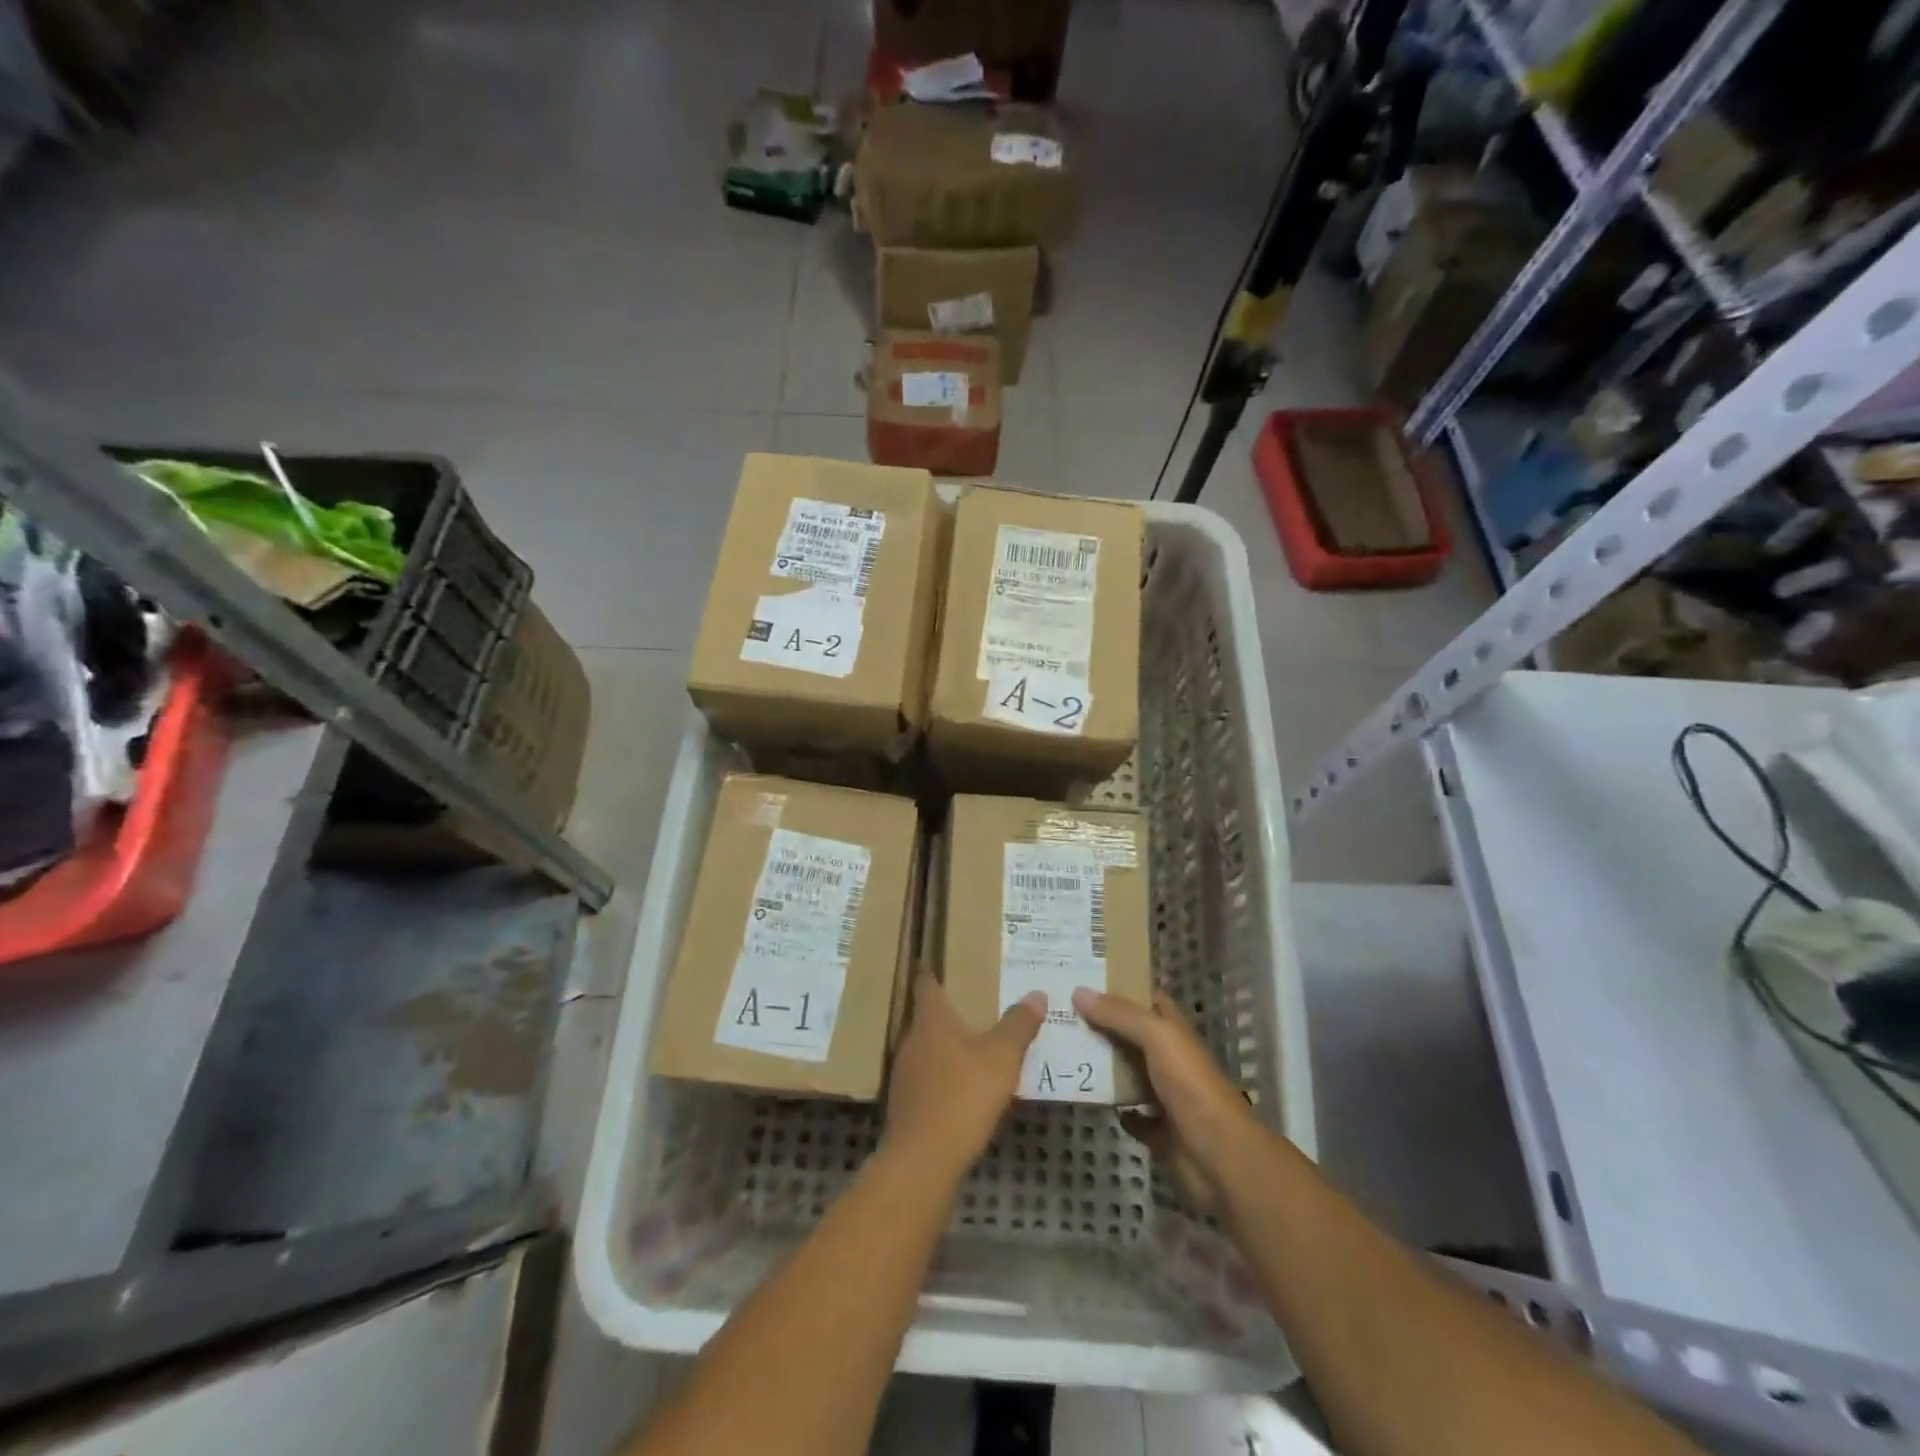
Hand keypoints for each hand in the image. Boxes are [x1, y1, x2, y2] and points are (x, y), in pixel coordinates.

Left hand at [884, 971, 1043, 1183]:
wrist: (923, 1159)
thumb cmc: (963, 1095)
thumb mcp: (1002, 1057)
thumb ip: (1018, 1025)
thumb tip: (1037, 993)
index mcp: (931, 1020)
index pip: (926, 985)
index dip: (932, 972)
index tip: (938, 962)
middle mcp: (911, 1040)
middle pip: (926, 1018)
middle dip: (946, 1012)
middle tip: (971, 1004)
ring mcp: (904, 1074)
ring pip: (925, 1049)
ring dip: (944, 1046)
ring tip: (970, 1045)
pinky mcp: (905, 1105)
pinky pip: (925, 1078)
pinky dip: (941, 1076)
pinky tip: (960, 1087)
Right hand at [1073, 988, 1258, 1211]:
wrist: (1219, 1157)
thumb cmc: (1191, 1087)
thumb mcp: (1158, 1038)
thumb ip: (1120, 1014)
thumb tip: (1079, 991)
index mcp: (1173, 1031)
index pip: (1146, 999)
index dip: (1119, 986)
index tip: (1083, 978)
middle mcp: (1169, 1059)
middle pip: (1129, 1035)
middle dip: (1100, 1024)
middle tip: (1059, 1012)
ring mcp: (1164, 1095)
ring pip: (1126, 1072)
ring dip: (1101, 1065)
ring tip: (1062, 1049)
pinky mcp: (1158, 1130)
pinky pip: (1130, 1114)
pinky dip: (1114, 1107)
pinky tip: (1088, 1097)